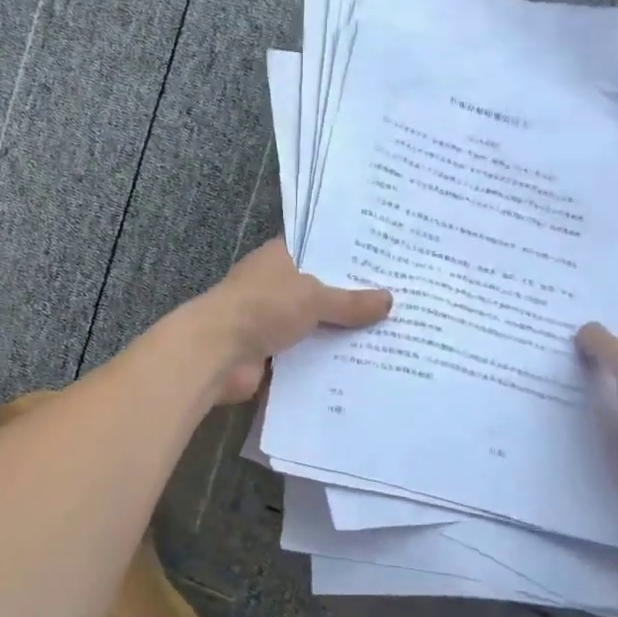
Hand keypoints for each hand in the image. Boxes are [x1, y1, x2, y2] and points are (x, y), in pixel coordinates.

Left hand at [193, 240, 391, 402]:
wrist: (217, 353)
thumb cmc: (263, 307)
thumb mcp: (313, 297)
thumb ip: (350, 301)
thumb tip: (389, 300)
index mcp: (279, 258)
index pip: (318, 250)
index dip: (349, 255)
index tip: (385, 262)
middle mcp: (275, 286)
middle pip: (320, 290)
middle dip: (352, 299)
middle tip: (400, 303)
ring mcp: (270, 320)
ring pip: (314, 325)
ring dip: (341, 334)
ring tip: (390, 337)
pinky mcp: (269, 354)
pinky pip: (306, 355)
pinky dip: (326, 361)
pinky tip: (362, 366)